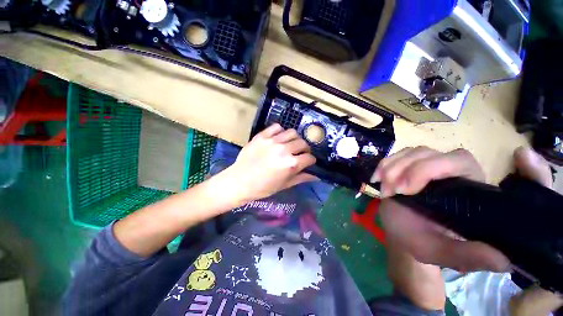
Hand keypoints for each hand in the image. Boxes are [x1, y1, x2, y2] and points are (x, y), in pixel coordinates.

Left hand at [223, 124, 317, 202]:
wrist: (239, 181)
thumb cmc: (263, 187)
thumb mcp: (284, 185)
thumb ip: (301, 178)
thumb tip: (316, 176)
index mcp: (290, 164)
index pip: (309, 158)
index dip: (310, 161)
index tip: (308, 162)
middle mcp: (284, 150)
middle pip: (303, 143)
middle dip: (304, 149)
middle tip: (299, 154)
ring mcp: (272, 141)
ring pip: (292, 132)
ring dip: (294, 139)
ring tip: (290, 145)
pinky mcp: (262, 136)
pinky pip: (277, 127)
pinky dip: (280, 131)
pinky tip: (278, 138)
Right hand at [374, 146, 510, 271]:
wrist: (399, 230)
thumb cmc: (419, 240)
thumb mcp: (439, 252)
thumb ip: (466, 256)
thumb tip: (504, 260)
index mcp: (467, 189)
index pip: (460, 161)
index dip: (431, 168)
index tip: (406, 190)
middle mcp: (449, 172)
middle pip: (428, 152)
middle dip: (406, 169)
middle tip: (391, 191)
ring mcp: (426, 166)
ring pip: (410, 152)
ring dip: (391, 169)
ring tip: (385, 191)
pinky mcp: (407, 165)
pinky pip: (395, 156)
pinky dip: (383, 165)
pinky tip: (377, 179)